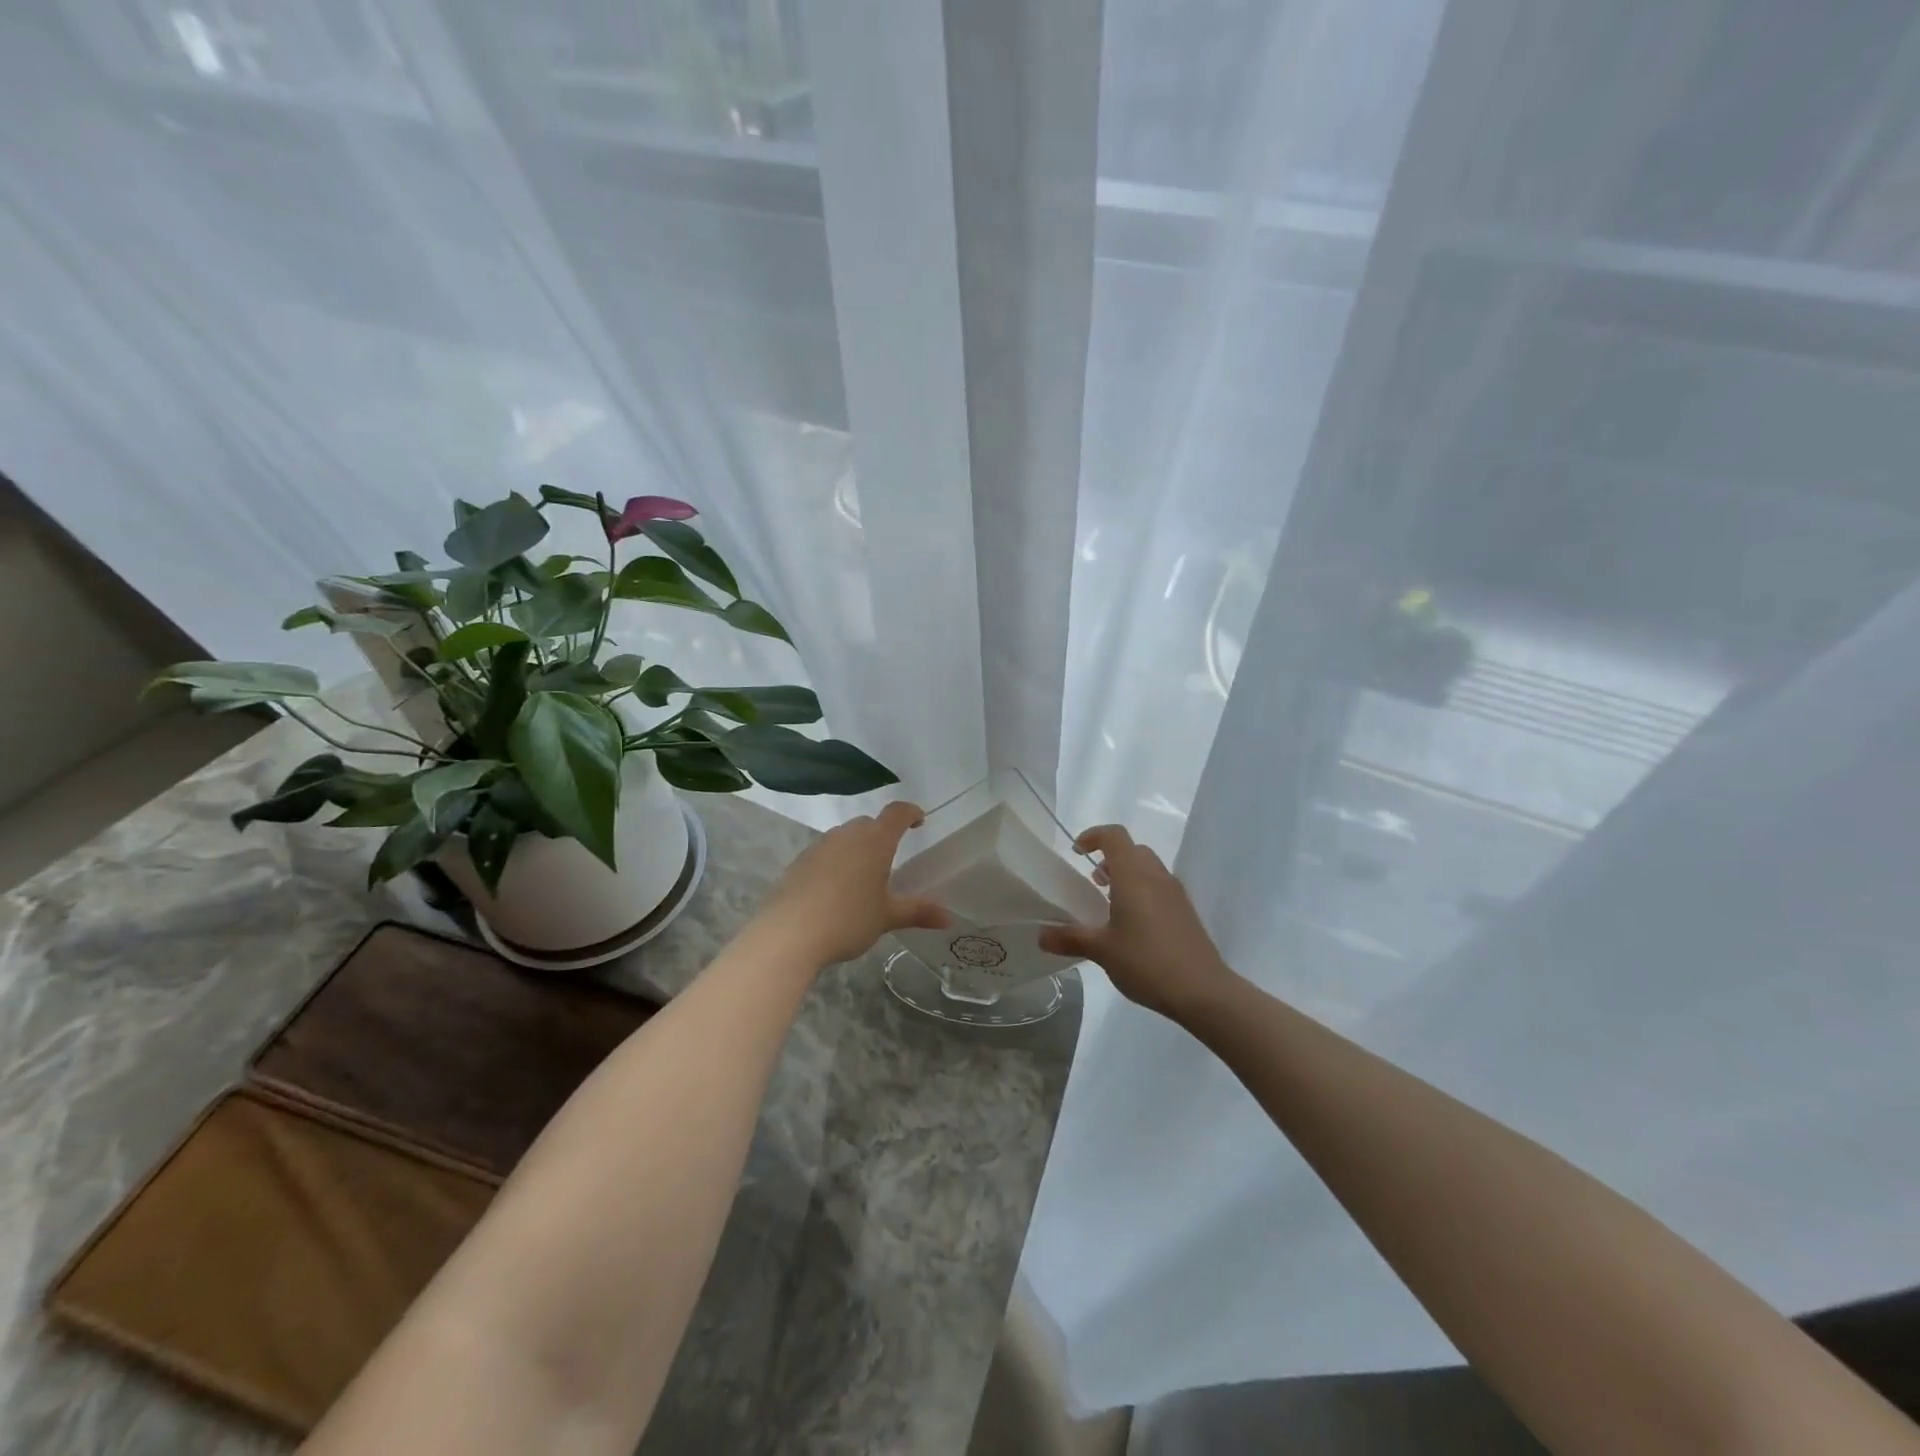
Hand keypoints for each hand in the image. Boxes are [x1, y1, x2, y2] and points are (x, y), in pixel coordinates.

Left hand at [755, 801, 950, 966]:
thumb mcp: (887, 917)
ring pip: (844, 838)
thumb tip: (949, 918)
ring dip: (856, 849)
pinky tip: (833, 891)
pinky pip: (824, 854)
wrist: (789, 934)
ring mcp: (819, 846)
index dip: (910, 813)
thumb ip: (918, 912)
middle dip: (882, 834)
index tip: (919, 821)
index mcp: (875, 841)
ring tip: (861, 878)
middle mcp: (847, 835)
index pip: (897, 813)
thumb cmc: (848, 919)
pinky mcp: (798, 862)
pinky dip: (834, 863)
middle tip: (889, 859)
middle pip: (869, 824)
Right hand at [1038, 825, 1235, 1021]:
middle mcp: (1156, 876)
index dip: (1093, 836)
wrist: (1202, 991)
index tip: (1076, 852)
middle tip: (1092, 882)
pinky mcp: (1186, 911)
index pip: (1114, 836)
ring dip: (1126, 875)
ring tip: (1109, 904)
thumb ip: (1070, 938)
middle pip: (1132, 850)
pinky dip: (1142, 891)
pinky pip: (1159, 887)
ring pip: (1148, 868)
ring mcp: (1175, 893)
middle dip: (1109, 858)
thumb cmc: (1147, 962)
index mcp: (1134, 876)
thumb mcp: (1102, 950)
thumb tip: (1041, 936)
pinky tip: (1133, 925)